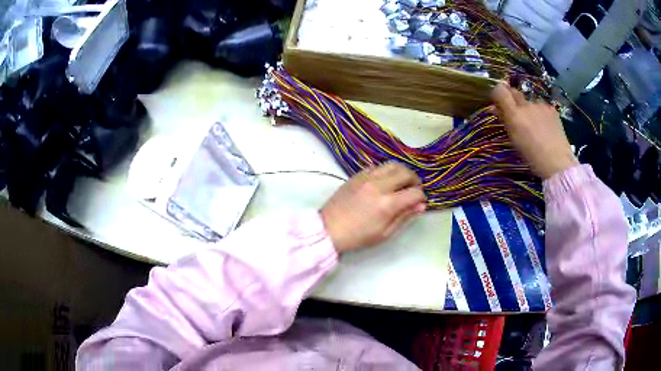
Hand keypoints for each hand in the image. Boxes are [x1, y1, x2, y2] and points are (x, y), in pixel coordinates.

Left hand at [320, 163, 426, 252]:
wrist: (329, 229)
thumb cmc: (358, 236)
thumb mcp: (385, 233)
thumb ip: (404, 217)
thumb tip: (421, 206)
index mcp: (388, 204)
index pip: (415, 192)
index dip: (421, 197)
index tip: (419, 202)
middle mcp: (379, 186)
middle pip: (406, 173)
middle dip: (415, 180)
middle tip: (413, 189)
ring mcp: (367, 177)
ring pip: (392, 164)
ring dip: (401, 172)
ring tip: (401, 182)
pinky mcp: (357, 175)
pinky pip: (376, 166)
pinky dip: (385, 171)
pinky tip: (384, 181)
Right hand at [491, 83, 577, 178]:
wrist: (558, 163)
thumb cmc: (532, 157)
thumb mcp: (514, 140)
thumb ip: (504, 121)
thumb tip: (495, 108)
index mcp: (514, 115)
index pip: (500, 91)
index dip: (498, 93)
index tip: (498, 102)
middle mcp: (526, 106)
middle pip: (515, 93)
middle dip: (513, 100)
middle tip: (516, 114)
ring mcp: (540, 106)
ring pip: (529, 101)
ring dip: (529, 109)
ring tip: (535, 125)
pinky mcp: (551, 109)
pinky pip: (542, 106)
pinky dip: (541, 113)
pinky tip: (546, 127)